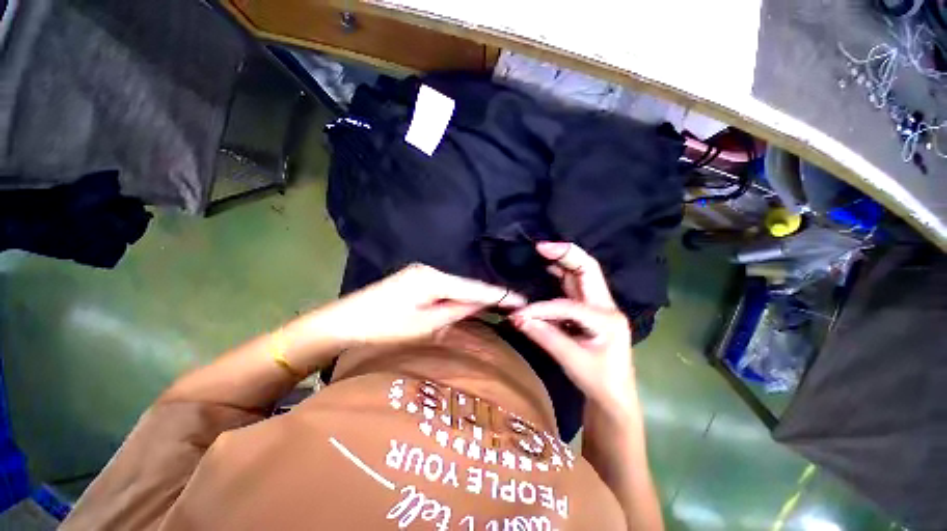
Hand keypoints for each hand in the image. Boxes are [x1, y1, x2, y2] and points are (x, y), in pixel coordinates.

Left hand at [302, 263, 524, 346]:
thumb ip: (456, 311)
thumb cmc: (383, 326)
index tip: (522, 300)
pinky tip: (469, 302)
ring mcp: (422, 273)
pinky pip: (445, 288)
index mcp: (434, 278)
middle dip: (489, 295)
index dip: (499, 295)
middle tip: (513, 305)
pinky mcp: (416, 280)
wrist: (343, 321)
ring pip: (457, 286)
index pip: (475, 287)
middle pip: (467, 284)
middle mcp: (431, 270)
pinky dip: (459, 297)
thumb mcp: (425, 324)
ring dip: (474, 297)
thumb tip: (483, 302)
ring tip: (498, 305)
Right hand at [511, 242, 636, 414]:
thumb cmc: (600, 382)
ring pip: (583, 275)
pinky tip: (549, 269)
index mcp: (607, 319)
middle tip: (542, 246)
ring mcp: (600, 307)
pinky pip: (574, 287)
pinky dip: (561, 275)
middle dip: (566, 254)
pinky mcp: (590, 311)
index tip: (519, 316)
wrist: (615, 398)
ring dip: (564, 261)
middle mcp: (606, 307)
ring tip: (544, 251)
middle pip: (589, 270)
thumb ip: (545, 337)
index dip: (541, 309)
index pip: (568, 306)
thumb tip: (518, 318)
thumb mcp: (572, 362)